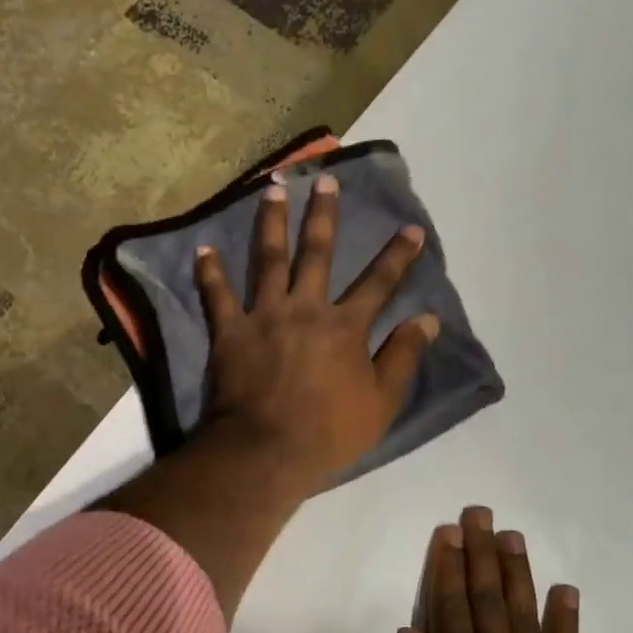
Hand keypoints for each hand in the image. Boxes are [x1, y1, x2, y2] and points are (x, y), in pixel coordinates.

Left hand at [195, 174, 439, 492]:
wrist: (266, 451)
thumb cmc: (328, 433)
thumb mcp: (381, 401)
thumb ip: (403, 357)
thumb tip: (427, 319)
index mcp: (345, 327)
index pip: (379, 283)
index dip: (398, 256)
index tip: (411, 228)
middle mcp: (306, 309)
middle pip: (318, 254)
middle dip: (324, 215)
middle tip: (325, 181)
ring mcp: (264, 316)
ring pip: (269, 259)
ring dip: (271, 222)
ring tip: (273, 189)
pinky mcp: (229, 332)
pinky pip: (216, 295)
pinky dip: (209, 272)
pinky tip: (204, 248)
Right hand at [376, 505, 583, 632]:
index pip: (449, 611)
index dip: (446, 568)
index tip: (448, 531)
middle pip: (487, 603)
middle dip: (480, 555)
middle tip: (480, 514)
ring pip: (525, 620)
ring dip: (517, 575)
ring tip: (513, 537)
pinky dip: (565, 623)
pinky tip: (565, 592)